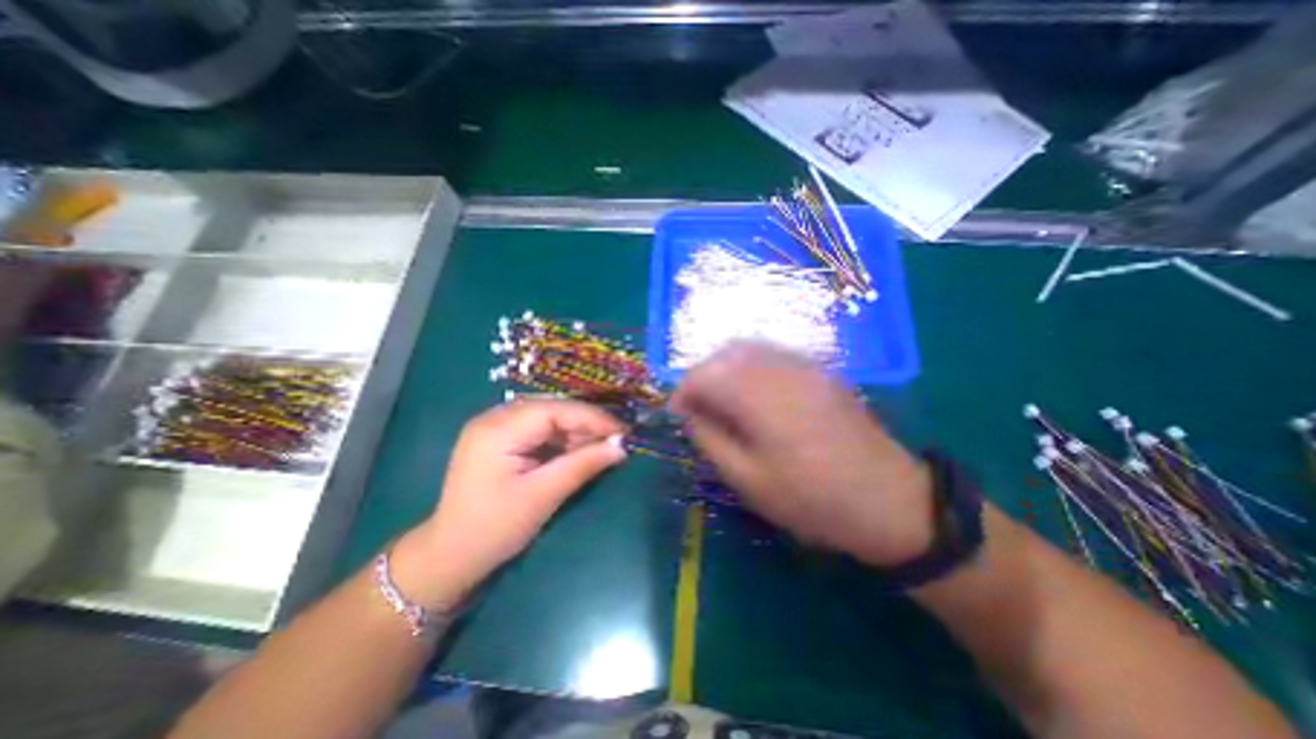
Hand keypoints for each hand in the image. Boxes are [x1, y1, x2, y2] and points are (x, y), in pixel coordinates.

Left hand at [389, 402, 625, 607]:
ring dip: (575, 431)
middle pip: (551, 409)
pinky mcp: (500, 440)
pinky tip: (578, 451)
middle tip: (615, 439)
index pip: (554, 410)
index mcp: (497, 430)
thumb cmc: (493, 529)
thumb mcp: (542, 496)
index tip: (622, 431)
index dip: (591, 417)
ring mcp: (495, 428)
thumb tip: (621, 447)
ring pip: (547, 418)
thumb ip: (582, 465)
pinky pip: (538, 430)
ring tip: (601, 447)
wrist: (449, 557)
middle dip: (585, 424)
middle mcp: (494, 419)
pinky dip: (561, 439)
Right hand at [671, 343, 940, 567]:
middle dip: (701, 378)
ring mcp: (804, 366)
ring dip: (725, 370)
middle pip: (724, 355)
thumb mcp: (749, 480)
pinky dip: (750, 367)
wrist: (890, 501)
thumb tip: (688, 413)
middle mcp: (779, 370)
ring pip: (748, 350)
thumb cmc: (813, 499)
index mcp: (759, 397)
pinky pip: (773, 355)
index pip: (704, 375)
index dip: (683, 392)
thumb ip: (710, 439)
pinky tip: (753, 394)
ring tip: (721, 401)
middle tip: (698, 409)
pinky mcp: (819, 372)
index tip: (678, 416)